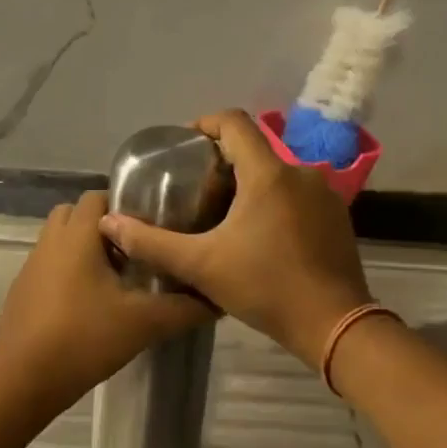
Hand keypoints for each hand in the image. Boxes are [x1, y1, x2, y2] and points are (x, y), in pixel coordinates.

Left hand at [0, 191, 210, 411]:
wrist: (23, 379)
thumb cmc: (84, 338)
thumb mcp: (143, 323)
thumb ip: (184, 308)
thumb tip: (217, 300)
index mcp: (77, 236)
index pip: (97, 196)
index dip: (125, 206)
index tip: (151, 228)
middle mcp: (50, 242)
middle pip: (75, 214)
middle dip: (103, 226)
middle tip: (133, 252)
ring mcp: (30, 266)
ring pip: (59, 241)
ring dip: (84, 250)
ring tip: (114, 280)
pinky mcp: (21, 292)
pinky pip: (48, 267)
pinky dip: (67, 273)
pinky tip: (88, 306)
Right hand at [100, 110, 370, 368]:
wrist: (334, 325)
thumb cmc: (265, 288)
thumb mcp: (200, 266)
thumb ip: (151, 243)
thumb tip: (109, 222)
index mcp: (268, 174)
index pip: (234, 122)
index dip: (205, 124)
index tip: (184, 146)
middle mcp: (300, 173)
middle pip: (254, 149)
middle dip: (223, 162)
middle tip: (194, 189)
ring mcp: (324, 194)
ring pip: (277, 174)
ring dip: (249, 184)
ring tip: (222, 214)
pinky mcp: (337, 216)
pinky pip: (297, 194)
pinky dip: (274, 202)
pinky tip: (259, 235)